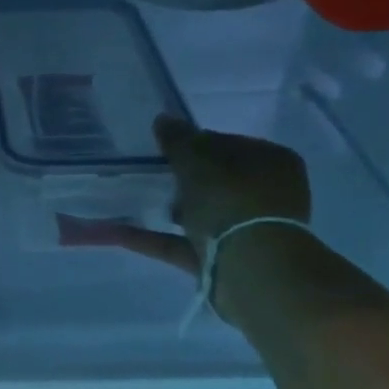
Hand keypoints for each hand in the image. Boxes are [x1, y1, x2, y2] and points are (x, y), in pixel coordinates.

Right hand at [62, 116, 311, 296]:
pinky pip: (182, 243)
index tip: (163, 148)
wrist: (251, 269)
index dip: (194, 143)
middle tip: (148, 174)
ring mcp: (245, 231)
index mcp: (271, 162)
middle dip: (181, 179)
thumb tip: (163, 119)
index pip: (228, 144)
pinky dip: (152, 238)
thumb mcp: (198, 162)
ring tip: (129, 200)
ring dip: (168, 209)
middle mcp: (265, 195)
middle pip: (216, 181)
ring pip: (200, 214)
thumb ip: (178, 141)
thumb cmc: (231, 202)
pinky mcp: (222, 260)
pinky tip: (116, 231)